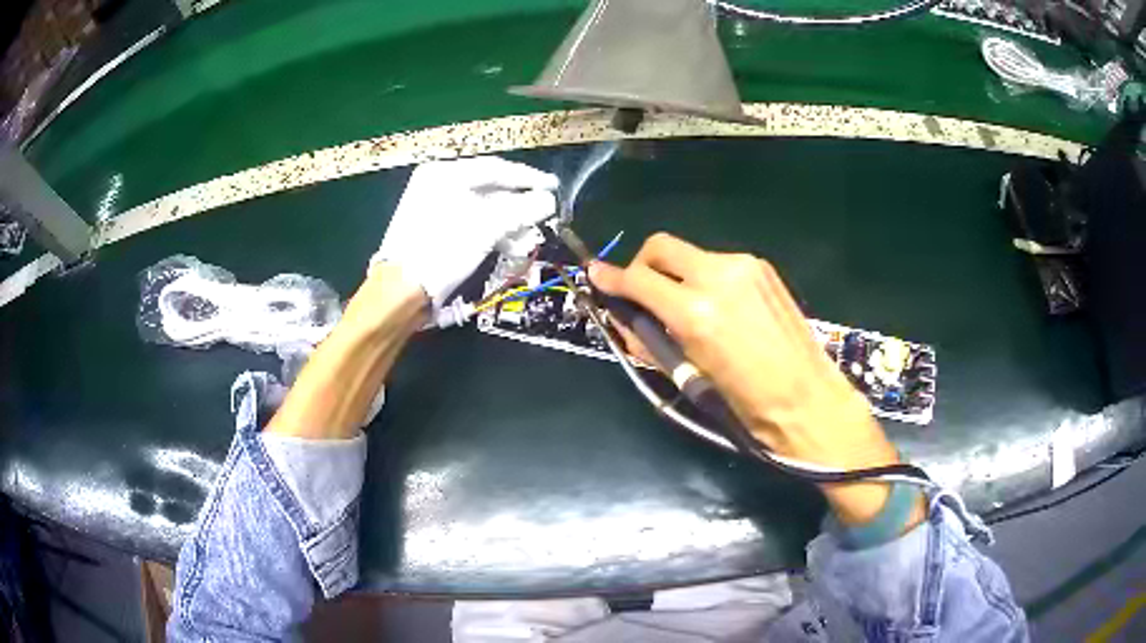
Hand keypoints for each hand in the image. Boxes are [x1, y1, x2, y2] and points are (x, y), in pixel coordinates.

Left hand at [372, 156, 558, 308]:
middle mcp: (438, 185)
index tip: (554, 186)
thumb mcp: (487, 227)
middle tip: (545, 212)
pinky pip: (471, 224)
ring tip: (529, 237)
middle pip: (489, 188)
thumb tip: (548, 201)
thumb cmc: (442, 250)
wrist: (401, 292)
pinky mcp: (435, 232)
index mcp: (444, 173)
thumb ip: (521, 210)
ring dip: (509, 222)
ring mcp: (434, 209)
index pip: (495, 168)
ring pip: (482, 209)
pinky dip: (492, 233)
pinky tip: (511, 245)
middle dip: (519, 204)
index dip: (528, 177)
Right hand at [589, 233, 913, 525]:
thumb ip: (649, 338)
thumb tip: (623, 316)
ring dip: (676, 274)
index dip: (610, 278)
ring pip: (690, 254)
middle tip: (641, 293)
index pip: (637, 279)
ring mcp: (744, 266)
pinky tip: (718, 307)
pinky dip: (704, 278)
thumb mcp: (688, 376)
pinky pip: (718, 263)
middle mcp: (718, 276)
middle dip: (641, 265)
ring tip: (685, 308)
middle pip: (660, 246)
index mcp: (696, 312)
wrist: (809, 400)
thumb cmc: (746, 404)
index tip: (596, 276)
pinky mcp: (762, 268)